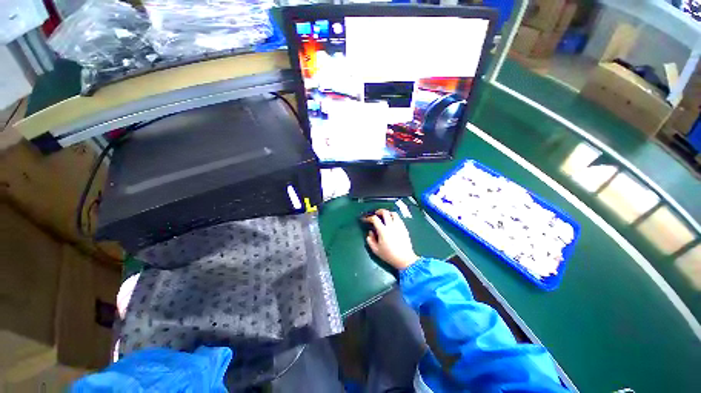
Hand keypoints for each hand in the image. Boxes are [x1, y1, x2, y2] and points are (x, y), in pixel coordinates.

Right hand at [364, 209, 418, 269]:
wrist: (405, 259)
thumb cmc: (389, 255)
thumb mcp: (376, 250)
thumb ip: (370, 240)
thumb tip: (370, 232)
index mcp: (383, 231)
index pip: (375, 219)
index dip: (369, 218)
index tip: (366, 219)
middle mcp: (391, 226)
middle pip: (385, 212)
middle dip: (379, 211)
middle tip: (376, 214)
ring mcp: (399, 226)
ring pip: (393, 214)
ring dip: (388, 213)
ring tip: (385, 217)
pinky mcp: (404, 228)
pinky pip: (399, 219)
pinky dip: (394, 217)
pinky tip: (392, 222)